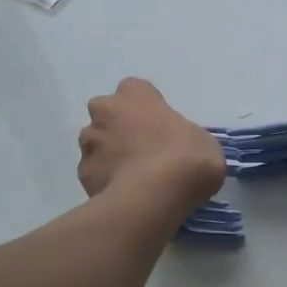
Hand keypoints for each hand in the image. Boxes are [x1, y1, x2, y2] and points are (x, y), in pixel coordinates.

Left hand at [77, 78, 225, 213]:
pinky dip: (106, 182)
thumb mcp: (203, 141)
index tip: (161, 127)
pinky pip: (96, 174)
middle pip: (108, 115)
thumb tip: (180, 150)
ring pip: (97, 145)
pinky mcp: (83, 174)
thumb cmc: (186, 157)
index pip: (136, 90)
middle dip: (121, 129)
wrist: (155, 196)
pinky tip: (125, 195)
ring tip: (134, 179)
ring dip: (111, 156)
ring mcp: (89, 143)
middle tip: (145, 152)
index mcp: (135, 94)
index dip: (147, 109)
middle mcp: (104, 111)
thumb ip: (185, 137)